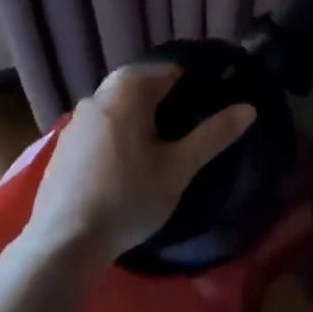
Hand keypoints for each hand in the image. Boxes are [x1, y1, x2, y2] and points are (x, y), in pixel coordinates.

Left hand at [25, 63, 254, 264]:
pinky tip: (127, 164)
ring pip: (118, 105)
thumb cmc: (129, 196)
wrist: (64, 241)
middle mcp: (98, 94)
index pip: (169, 71)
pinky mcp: (65, 145)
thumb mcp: (179, 167)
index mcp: (127, 89)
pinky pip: (100, 127)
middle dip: (165, 99)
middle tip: (187, 126)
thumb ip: (213, 135)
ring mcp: (77, 119)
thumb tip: (248, 108)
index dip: (193, 84)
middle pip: (140, 85)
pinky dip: (117, 133)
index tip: (210, 105)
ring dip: (139, 116)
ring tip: (161, 145)